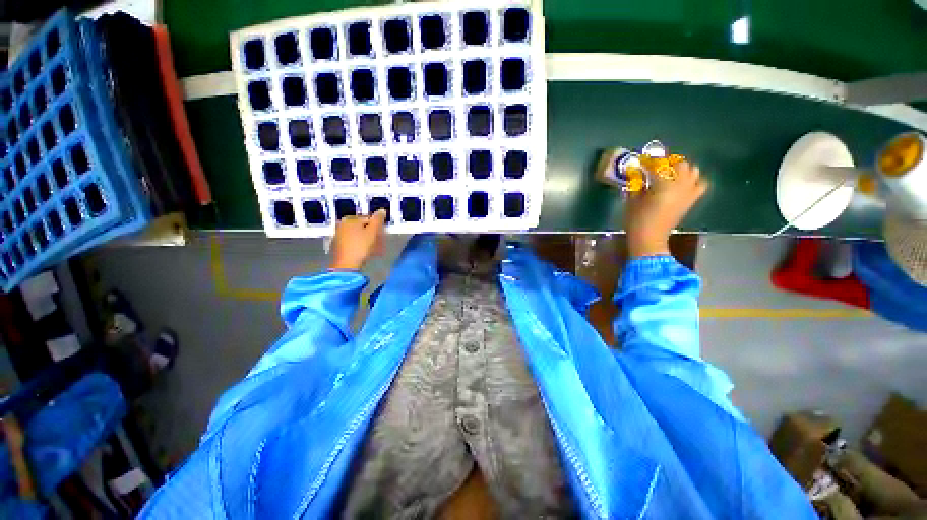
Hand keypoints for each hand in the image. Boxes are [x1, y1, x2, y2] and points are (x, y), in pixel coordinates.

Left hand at [329, 209, 386, 270]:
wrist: (345, 265)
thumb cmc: (360, 246)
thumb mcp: (372, 232)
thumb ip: (378, 220)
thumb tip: (382, 210)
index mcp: (349, 219)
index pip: (368, 219)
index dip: (378, 227)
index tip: (383, 236)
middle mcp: (342, 225)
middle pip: (363, 227)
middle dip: (373, 235)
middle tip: (381, 244)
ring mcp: (339, 236)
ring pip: (358, 236)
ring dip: (368, 241)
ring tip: (375, 250)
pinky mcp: (338, 246)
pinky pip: (353, 243)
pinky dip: (361, 246)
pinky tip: (366, 253)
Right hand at [624, 161, 707, 257]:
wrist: (650, 239)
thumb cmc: (637, 220)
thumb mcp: (632, 201)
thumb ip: (637, 184)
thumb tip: (639, 174)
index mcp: (663, 184)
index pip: (658, 165)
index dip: (649, 161)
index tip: (641, 160)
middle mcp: (680, 185)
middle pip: (680, 164)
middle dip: (668, 162)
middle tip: (655, 166)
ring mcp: (688, 192)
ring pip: (693, 171)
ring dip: (682, 169)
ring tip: (669, 173)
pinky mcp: (691, 200)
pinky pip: (700, 184)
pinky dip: (693, 180)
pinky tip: (682, 183)